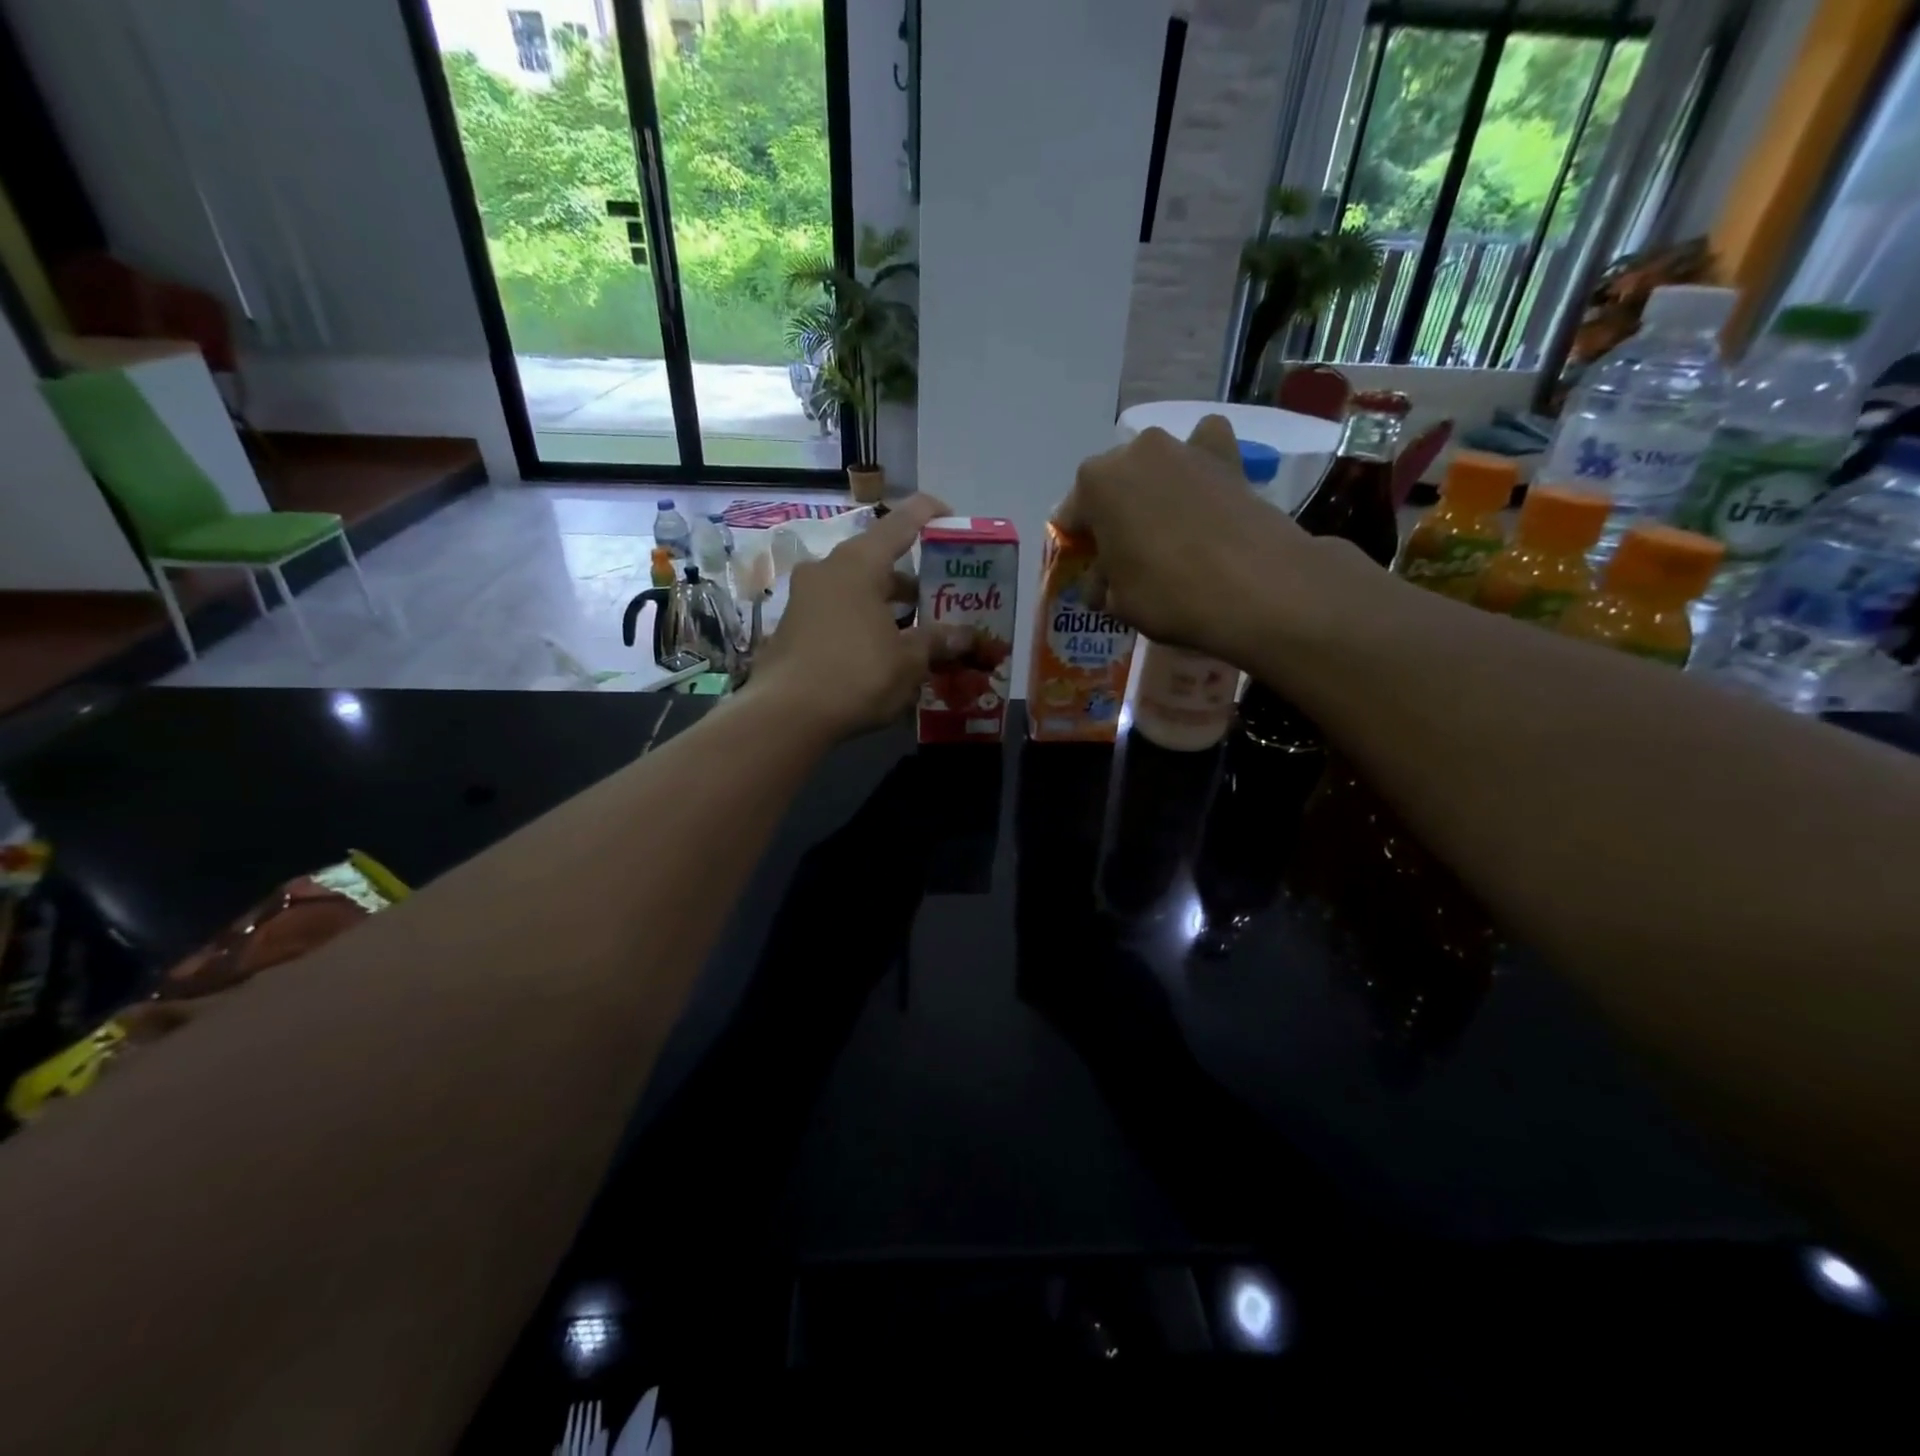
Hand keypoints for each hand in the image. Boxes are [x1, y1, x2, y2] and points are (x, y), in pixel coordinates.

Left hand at [750, 492, 959, 737]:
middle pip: (878, 559)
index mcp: (858, 563)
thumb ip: (937, 641)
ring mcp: (805, 597)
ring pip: (857, 589)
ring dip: (887, 604)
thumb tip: (965, 635)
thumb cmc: (856, 675)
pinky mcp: (793, 626)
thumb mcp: (909, 661)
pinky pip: (838, 612)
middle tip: (940, 598)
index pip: (901, 522)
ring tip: (916, 631)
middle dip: (912, 579)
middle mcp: (828, 570)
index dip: (930, 515)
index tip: (952, 520)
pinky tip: (881, 652)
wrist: (786, 715)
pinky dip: (863, 622)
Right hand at [1056, 416, 1317, 663]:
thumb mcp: (1117, 602)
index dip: (1078, 545)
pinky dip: (1199, 465)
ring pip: (1154, 467)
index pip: (1070, 516)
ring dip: (1152, 490)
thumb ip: (1101, 584)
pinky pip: (1203, 449)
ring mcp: (1183, 447)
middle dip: (1114, 514)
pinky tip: (1203, 491)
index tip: (1089, 569)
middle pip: (1112, 485)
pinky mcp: (1227, 454)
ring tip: (1166, 530)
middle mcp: (1134, 452)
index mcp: (1094, 484)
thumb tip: (1101, 583)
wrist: (1255, 587)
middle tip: (1127, 553)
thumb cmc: (1168, 594)